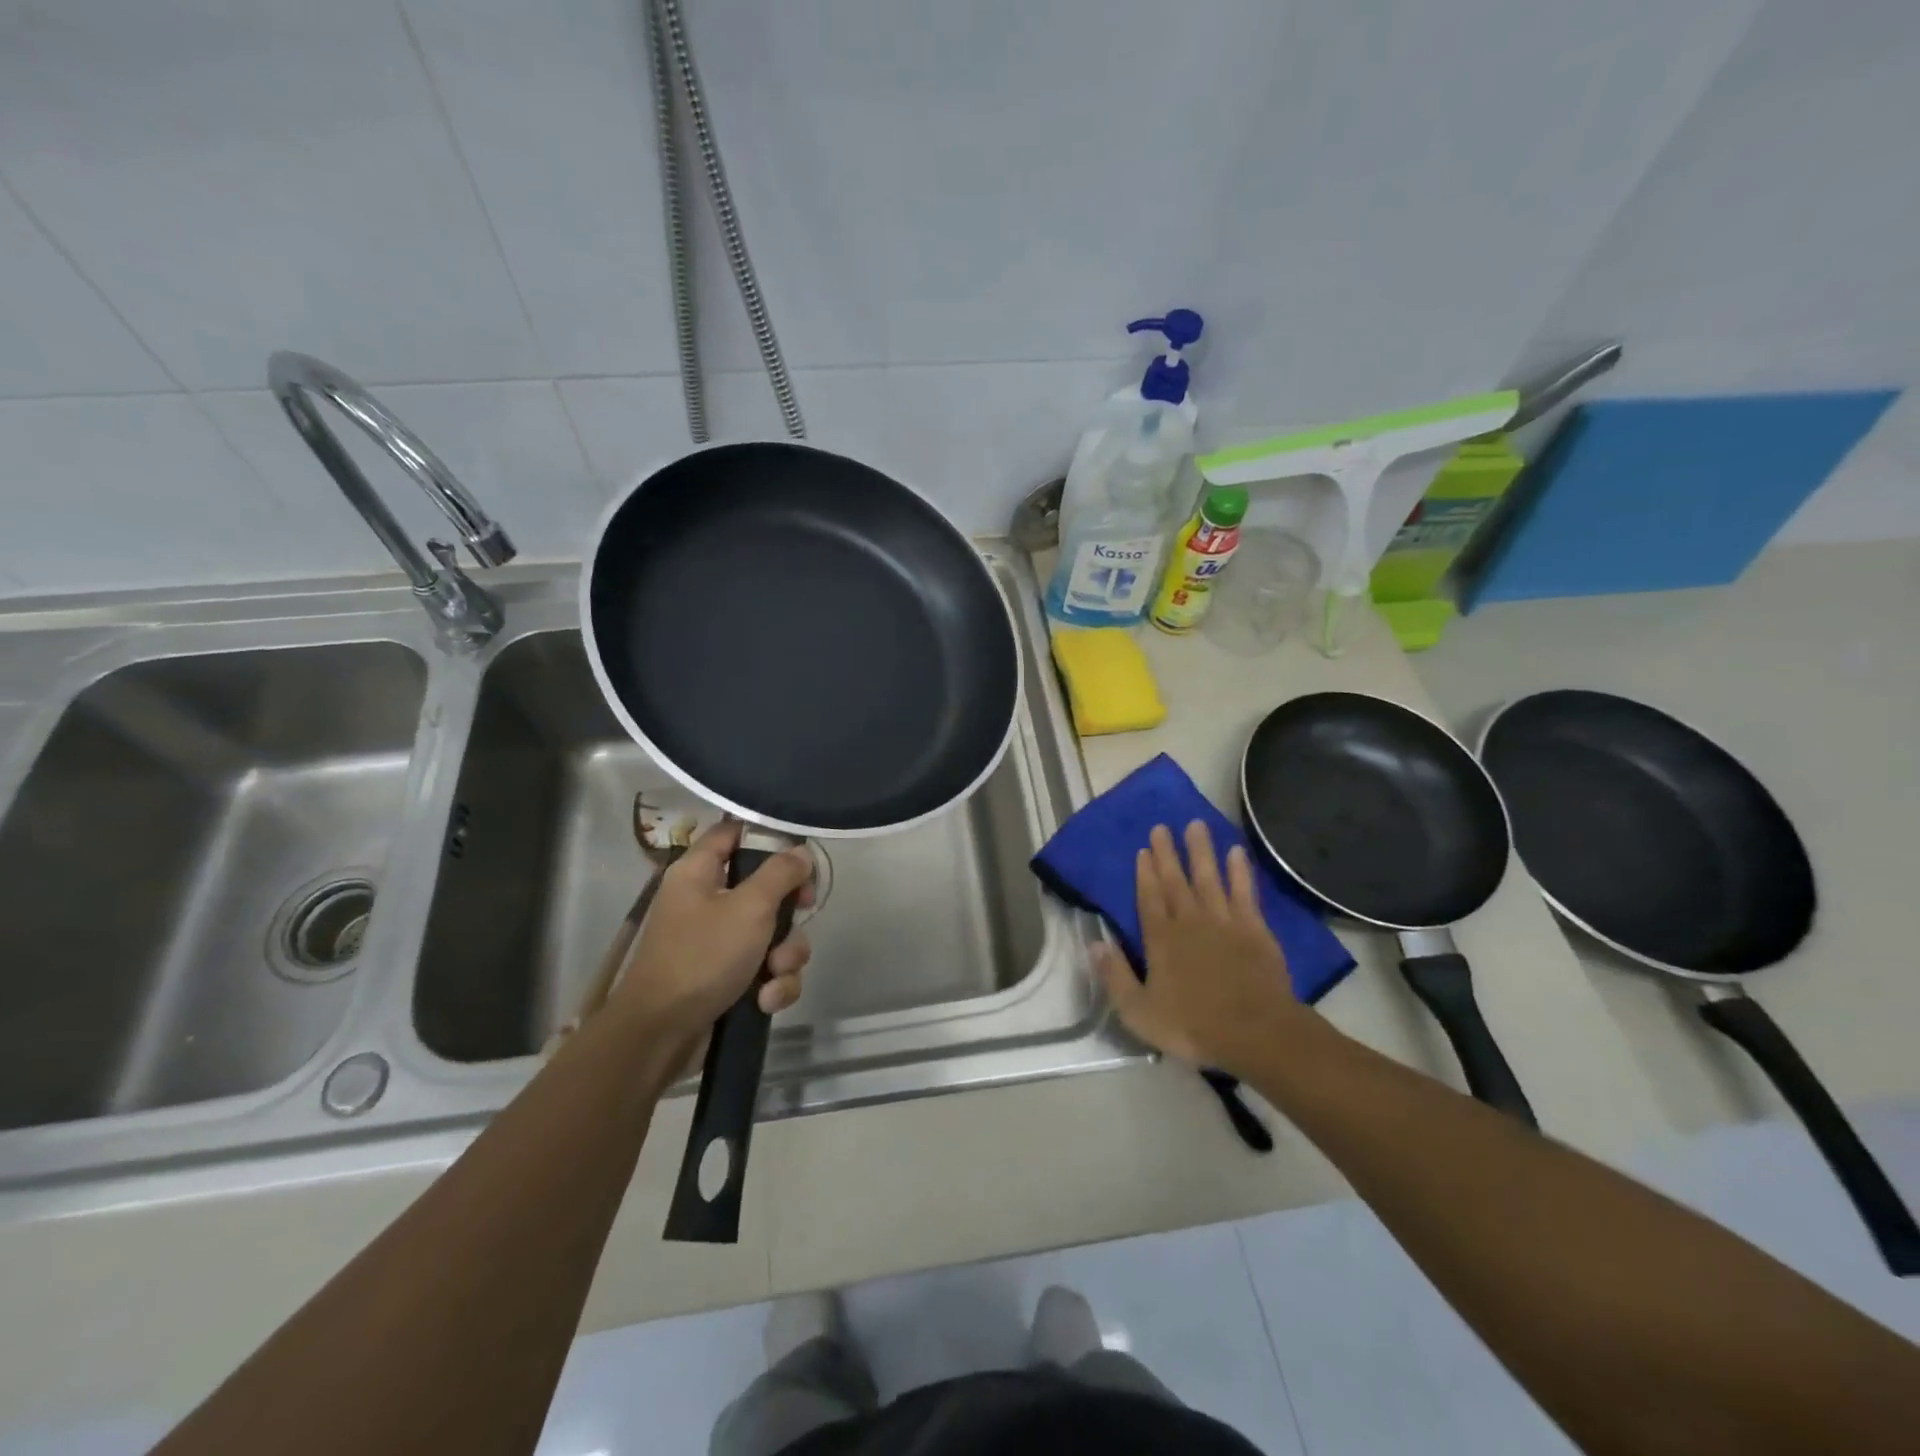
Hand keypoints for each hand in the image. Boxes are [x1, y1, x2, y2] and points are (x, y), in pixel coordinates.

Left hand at [613, 819, 814, 1043]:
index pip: (733, 832)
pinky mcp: (728, 978)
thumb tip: (801, 852)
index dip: (767, 836)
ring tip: (775, 974)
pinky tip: (766, 1000)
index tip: (799, 852)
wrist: (661, 1036)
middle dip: (790, 910)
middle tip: (803, 913)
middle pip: (765, 887)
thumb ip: (781, 874)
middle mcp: (707, 901)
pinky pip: (766, 969)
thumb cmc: (702, 957)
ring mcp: (718, 942)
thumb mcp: (749, 908)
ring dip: (786, 955)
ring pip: (773, 933)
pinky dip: (773, 984)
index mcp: (699, 872)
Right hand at [1092, 821, 1307, 1076]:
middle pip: (1176, 881)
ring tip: (1196, 825)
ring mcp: (1224, 921)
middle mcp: (1190, 921)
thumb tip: (1094, 943)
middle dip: (1168, 853)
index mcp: (1161, 940)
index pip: (1149, 898)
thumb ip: (1115, 976)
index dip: (1145, 873)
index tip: (1143, 849)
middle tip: (1162, 826)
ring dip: (1201, 851)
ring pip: (1209, 877)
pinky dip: (1240, 871)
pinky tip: (1237, 852)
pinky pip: (1244, 892)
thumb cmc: (1193, 1026)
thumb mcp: (1139, 1011)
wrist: (1256, 1032)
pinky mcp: (1255, 929)